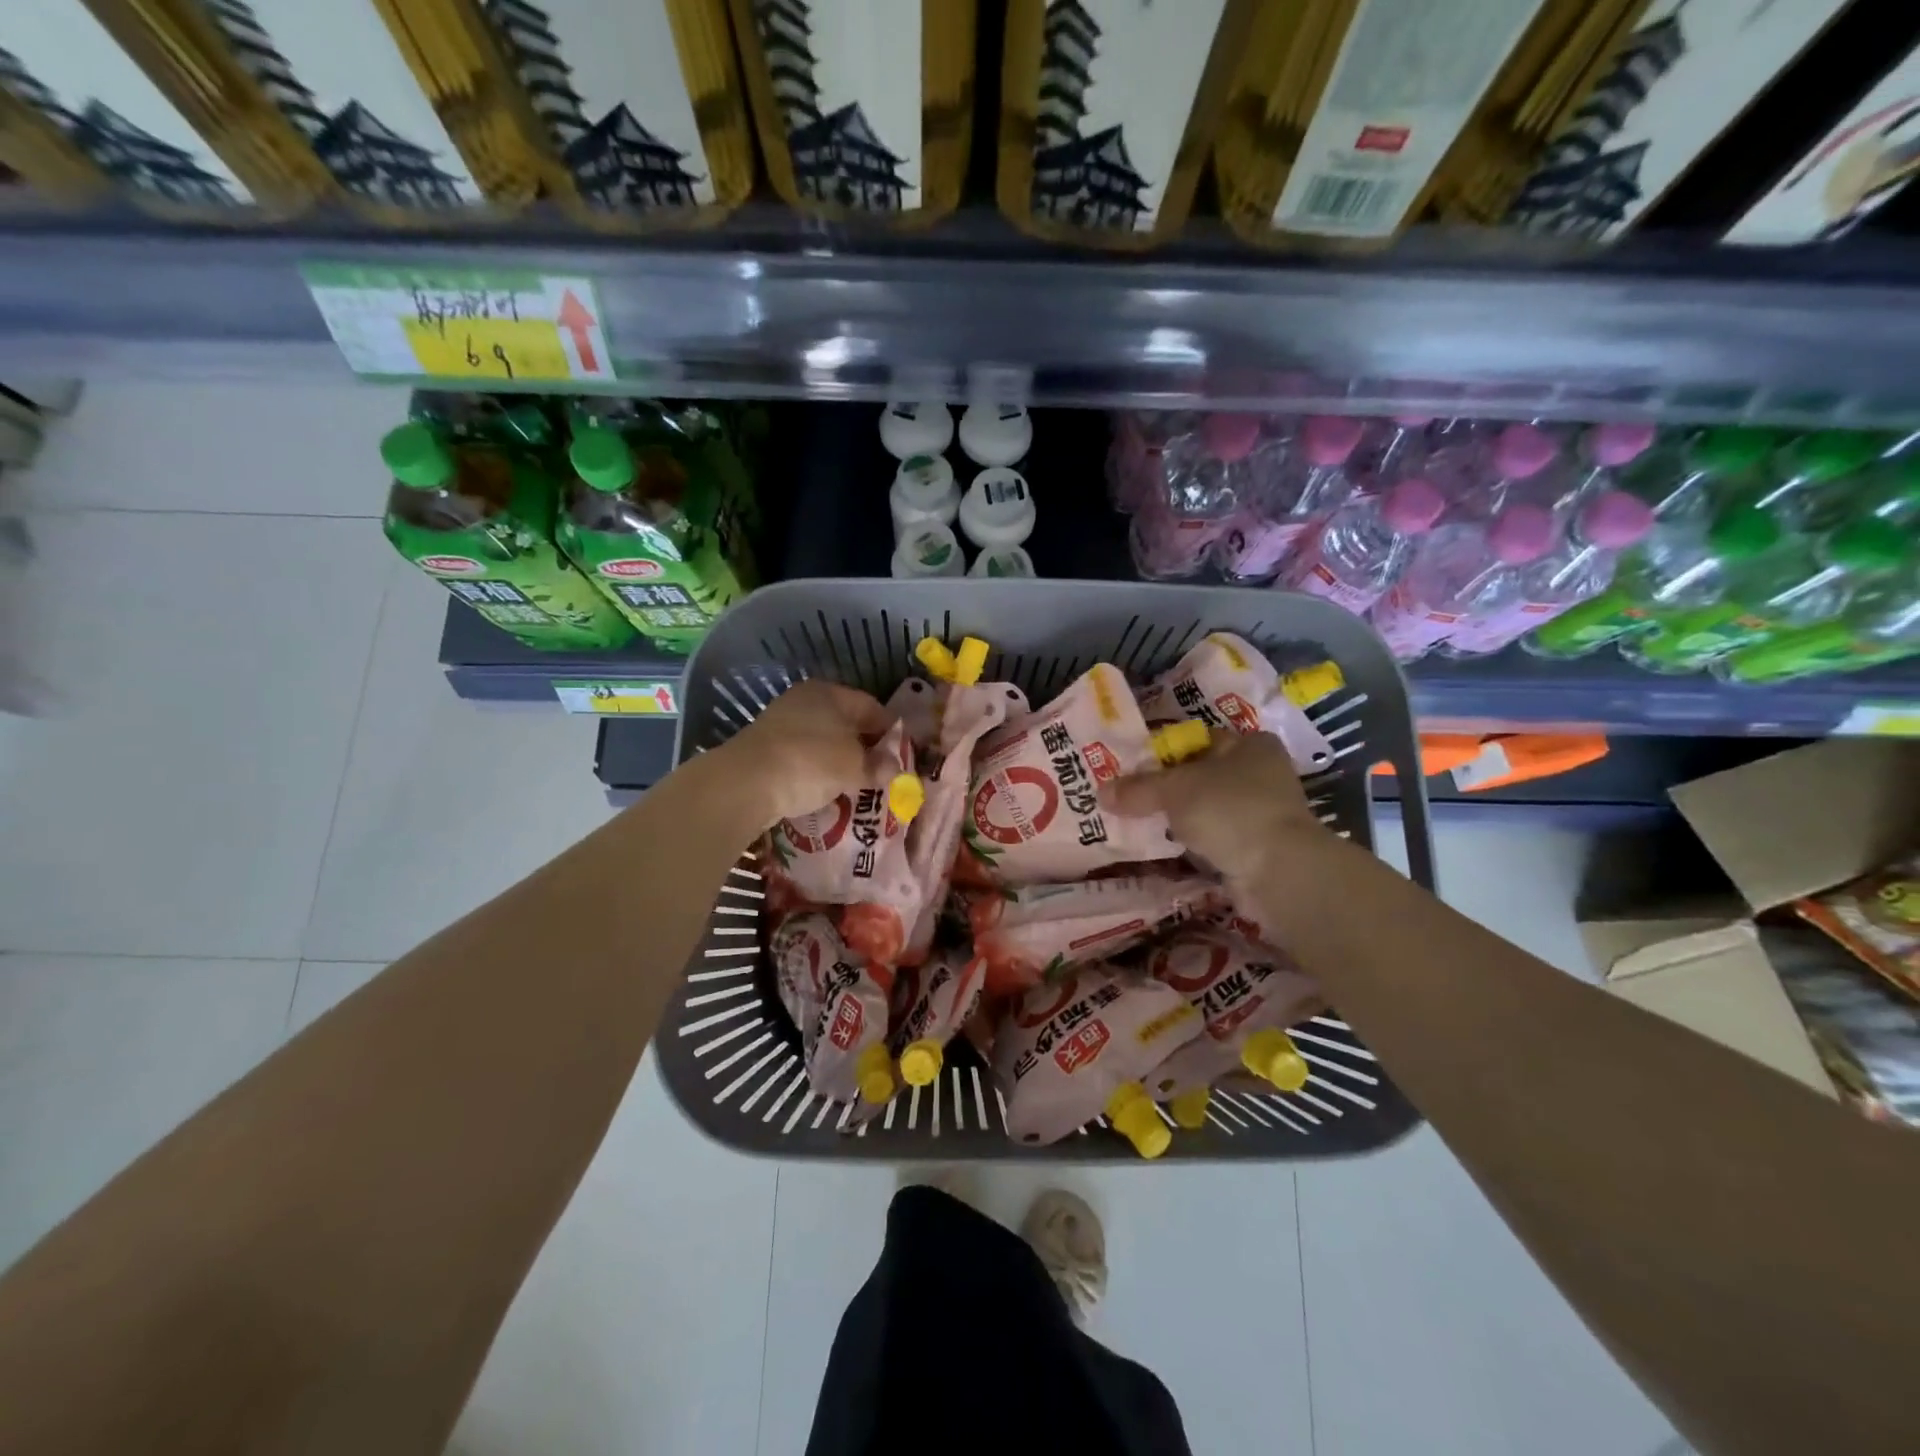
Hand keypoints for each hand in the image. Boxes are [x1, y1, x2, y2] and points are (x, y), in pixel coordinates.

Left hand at [723, 679, 892, 827]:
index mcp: (830, 692)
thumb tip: (895, 769)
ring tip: (855, 785)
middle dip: (865, 747)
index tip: (901, 756)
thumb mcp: (854, 767)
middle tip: (880, 773)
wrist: (745, 783)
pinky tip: (824, 789)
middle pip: (846, 722)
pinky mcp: (765, 747)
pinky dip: (816, 770)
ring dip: (840, 761)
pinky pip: (803, 756)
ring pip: (823, 740)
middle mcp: (805, 700)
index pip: (872, 706)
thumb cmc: (810, 762)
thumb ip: (878, 766)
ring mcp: (781, 722)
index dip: (891, 731)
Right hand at [1103, 732, 1329, 889]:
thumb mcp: (1175, 790)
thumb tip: (1101, 792)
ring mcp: (1261, 812)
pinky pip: (1213, 837)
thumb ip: (1139, 789)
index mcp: (1250, 745)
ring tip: (1137, 822)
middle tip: (1127, 795)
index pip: (1197, 740)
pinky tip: (1164, 846)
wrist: (1279, 871)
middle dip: (1166, 787)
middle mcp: (1261, 773)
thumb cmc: (1230, 810)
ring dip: (1177, 817)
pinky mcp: (1256, 846)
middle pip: (1200, 775)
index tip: (1130, 767)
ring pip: (1205, 808)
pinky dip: (1191, 842)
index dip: (1163, 751)